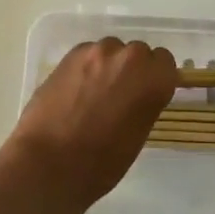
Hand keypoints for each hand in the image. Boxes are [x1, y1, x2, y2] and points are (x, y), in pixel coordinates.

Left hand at [2, 39, 177, 213]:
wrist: (49, 163)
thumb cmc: (101, 163)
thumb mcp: (137, 135)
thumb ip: (143, 104)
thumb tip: (136, 95)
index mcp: (153, 80)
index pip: (165, 62)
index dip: (154, 77)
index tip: (145, 93)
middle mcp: (129, 57)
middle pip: (138, 52)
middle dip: (131, 70)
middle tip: (118, 96)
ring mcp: (98, 51)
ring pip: (111, 51)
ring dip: (108, 66)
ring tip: (93, 94)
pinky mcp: (71, 54)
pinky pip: (88, 54)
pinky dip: (86, 68)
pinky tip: (75, 91)